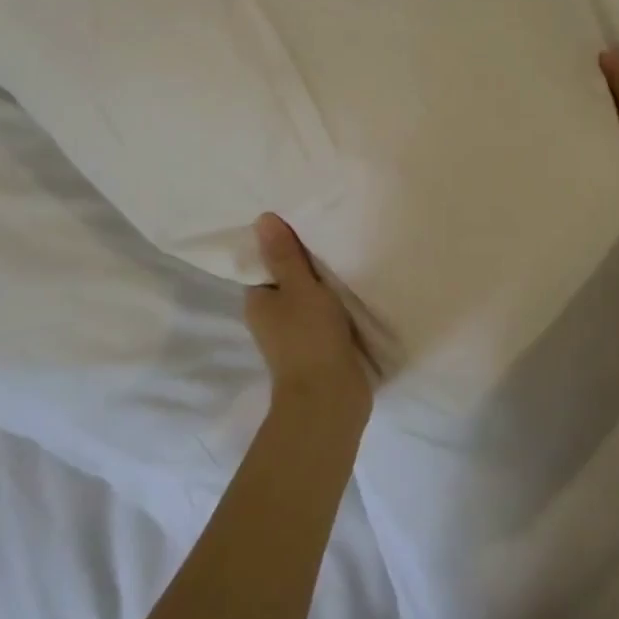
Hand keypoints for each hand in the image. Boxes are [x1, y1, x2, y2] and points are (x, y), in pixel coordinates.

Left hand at [245, 214, 372, 420]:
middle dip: (310, 261)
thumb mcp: (298, 287)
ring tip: (351, 250)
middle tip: (334, 229)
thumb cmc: (309, 338)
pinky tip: (359, 284)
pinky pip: (329, 314)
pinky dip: (341, 302)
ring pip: (312, 297)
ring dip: (328, 282)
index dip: (284, 242)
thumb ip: (284, 254)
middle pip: (291, 278)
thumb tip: (262, 218)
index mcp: (259, 301)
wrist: (331, 400)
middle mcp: (273, 316)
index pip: (267, 262)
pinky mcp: (322, 346)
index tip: (307, 220)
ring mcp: (298, 333)